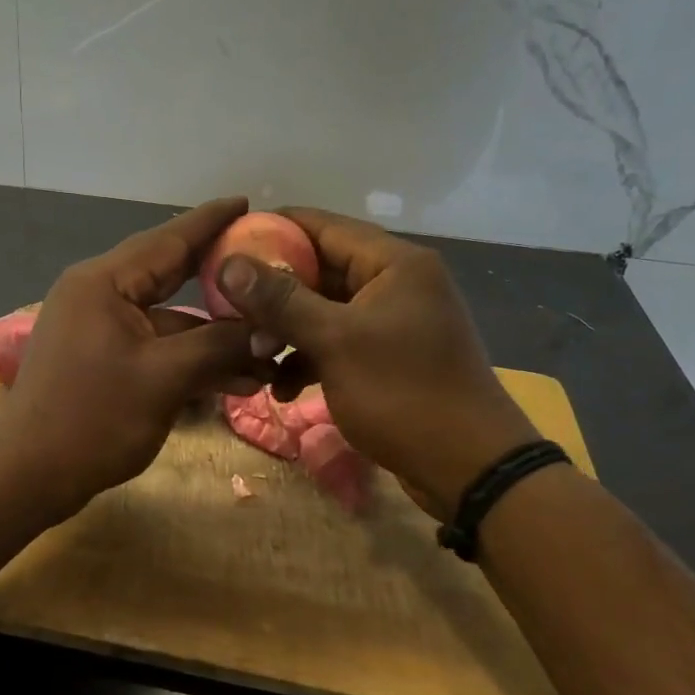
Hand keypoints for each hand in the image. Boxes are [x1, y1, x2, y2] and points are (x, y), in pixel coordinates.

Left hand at [0, 197, 263, 516]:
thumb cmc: (92, 419)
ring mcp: (99, 328)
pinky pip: (155, 346)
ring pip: (168, 320)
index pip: (168, 239)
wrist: (26, 477)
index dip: (211, 222)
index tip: (247, 202)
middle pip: (170, 275)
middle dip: (221, 281)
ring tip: (268, 353)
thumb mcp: (165, 379)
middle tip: (269, 267)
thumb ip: (219, 346)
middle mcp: (99, 294)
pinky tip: (235, 380)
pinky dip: (190, 359)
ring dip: (213, 338)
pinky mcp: (102, 359)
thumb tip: (268, 331)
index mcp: (104, 282)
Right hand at [216, 207, 538, 518]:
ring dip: (287, 330)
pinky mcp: (388, 356)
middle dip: (273, 292)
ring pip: (325, 310)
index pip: (321, 226)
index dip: (271, 230)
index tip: (225, 244)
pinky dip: (309, 358)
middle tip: (227, 308)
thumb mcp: (336, 342)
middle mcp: (395, 282)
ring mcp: (393, 321)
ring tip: (252, 355)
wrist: (469, 468)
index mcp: (393, 262)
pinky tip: (283, 388)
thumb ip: (281, 300)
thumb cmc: (403, 393)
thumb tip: (229, 264)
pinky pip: (338, 342)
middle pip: (320, 269)